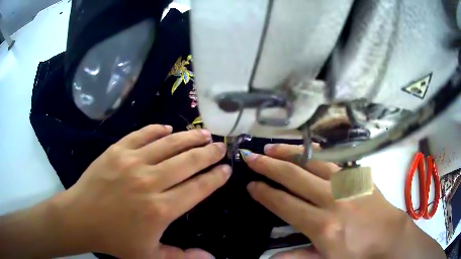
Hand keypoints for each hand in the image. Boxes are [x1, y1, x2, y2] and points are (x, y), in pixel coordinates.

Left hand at [57, 125, 229, 257]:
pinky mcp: (116, 150)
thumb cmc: (115, 240)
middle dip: (209, 153)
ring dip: (190, 137)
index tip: (226, 169)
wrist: (81, 218)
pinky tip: (168, 128)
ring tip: (204, 134)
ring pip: (169, 144)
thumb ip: (183, 257)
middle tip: (221, 147)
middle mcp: (149, 182)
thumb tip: (212, 257)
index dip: (215, 177)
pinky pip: (142, 134)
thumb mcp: (150, 256)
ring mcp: (131, 162)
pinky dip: (158, 129)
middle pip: (188, 162)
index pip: (198, 188)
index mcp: (160, 209)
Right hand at [243, 144, 444, 258]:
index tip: (250, 185)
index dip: (265, 193)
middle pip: (294, 177)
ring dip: (290, 153)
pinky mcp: (357, 176)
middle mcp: (332, 199)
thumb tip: (270, 257)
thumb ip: (298, 257)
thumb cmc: (357, 252)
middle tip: (251, 157)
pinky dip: (315, 153)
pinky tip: (305, 149)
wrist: (389, 236)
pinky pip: (332, 160)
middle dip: (269, 166)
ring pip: (313, 161)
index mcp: (322, 225)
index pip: (285, 204)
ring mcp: (347, 184)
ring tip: (271, 147)